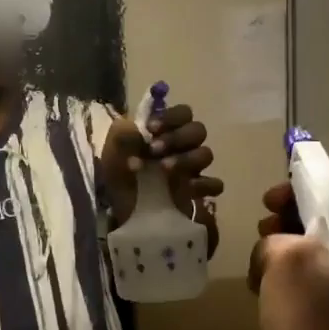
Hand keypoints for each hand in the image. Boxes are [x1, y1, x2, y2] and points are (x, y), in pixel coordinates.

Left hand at [97, 101, 223, 221]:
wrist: (122, 215)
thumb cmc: (119, 179)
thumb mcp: (113, 155)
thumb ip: (123, 136)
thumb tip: (138, 127)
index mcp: (165, 134)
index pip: (182, 114)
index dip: (171, 117)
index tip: (151, 128)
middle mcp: (182, 148)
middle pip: (197, 130)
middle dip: (177, 137)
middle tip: (154, 150)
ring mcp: (192, 170)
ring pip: (206, 154)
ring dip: (186, 158)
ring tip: (164, 169)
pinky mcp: (198, 194)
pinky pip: (215, 184)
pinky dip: (204, 184)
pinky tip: (186, 189)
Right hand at [247, 181, 328, 329]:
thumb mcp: (287, 265)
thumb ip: (279, 238)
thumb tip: (277, 249)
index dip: (310, 189)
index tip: (273, 203)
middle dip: (296, 225)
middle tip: (263, 235)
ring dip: (293, 259)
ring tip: (260, 274)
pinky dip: (302, 290)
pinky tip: (273, 304)